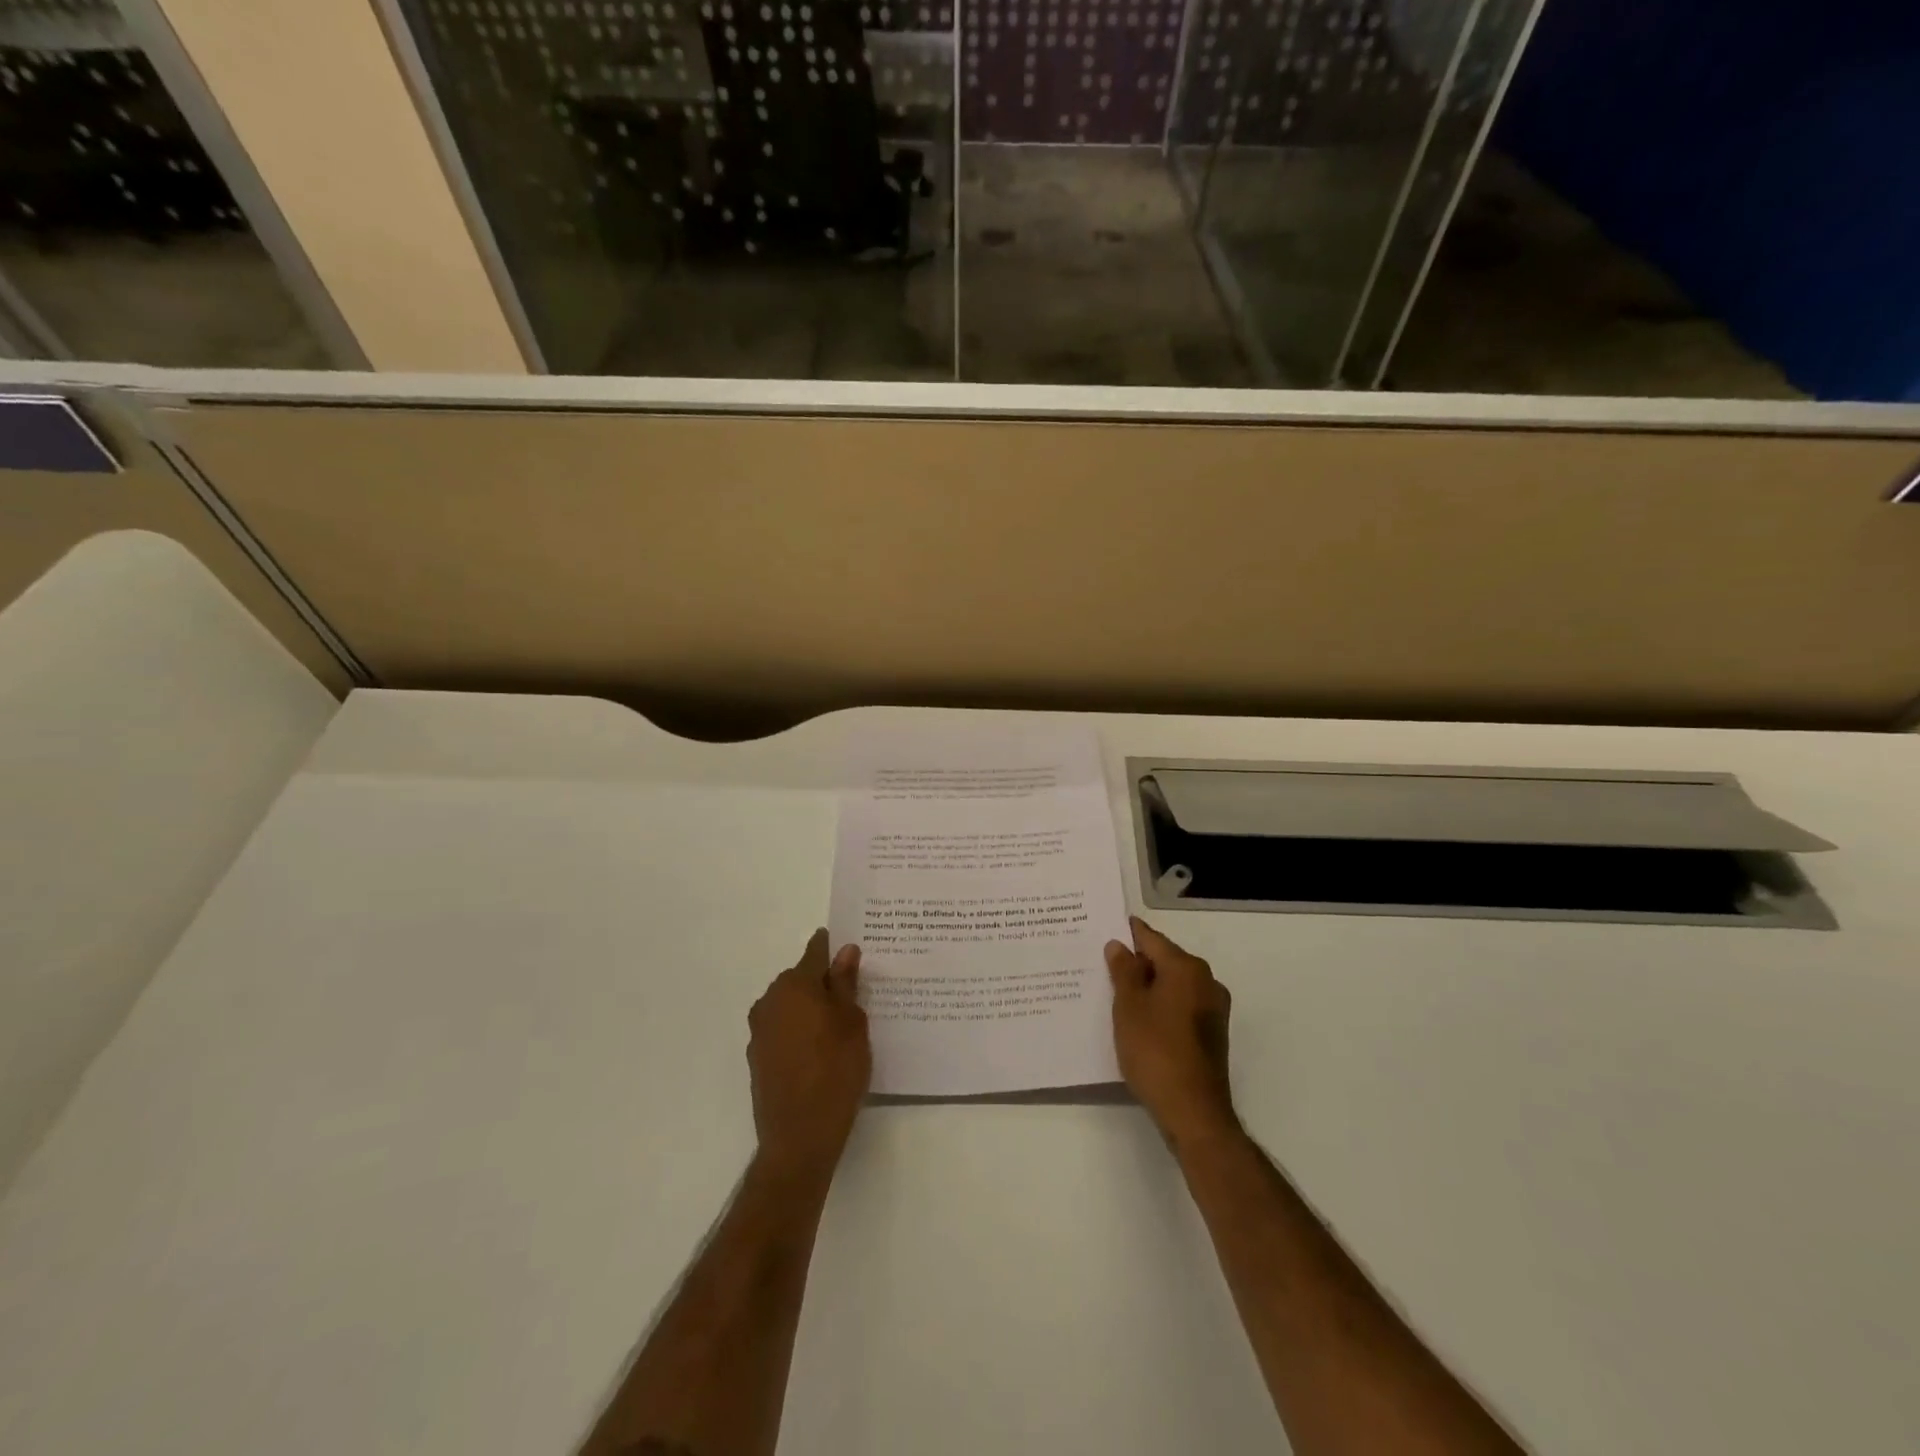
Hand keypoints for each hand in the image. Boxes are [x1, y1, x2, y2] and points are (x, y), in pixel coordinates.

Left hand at [748, 930, 871, 1177]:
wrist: (799, 1137)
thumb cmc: (835, 1070)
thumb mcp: (852, 1022)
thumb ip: (846, 983)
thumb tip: (845, 951)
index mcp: (794, 985)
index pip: (815, 951)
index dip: (833, 947)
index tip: (851, 949)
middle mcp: (770, 1001)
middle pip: (800, 978)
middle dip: (823, 981)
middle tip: (853, 994)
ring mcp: (760, 1031)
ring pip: (790, 1005)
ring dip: (810, 1008)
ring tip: (839, 1026)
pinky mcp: (758, 1057)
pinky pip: (783, 1030)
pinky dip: (800, 1031)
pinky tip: (820, 1050)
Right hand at [1106, 917, 1237, 1144]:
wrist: (1193, 1111)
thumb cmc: (1155, 1050)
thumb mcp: (1129, 1007)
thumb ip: (1124, 971)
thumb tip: (1120, 946)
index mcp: (1187, 968)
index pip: (1152, 939)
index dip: (1128, 934)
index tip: (1106, 930)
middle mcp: (1206, 981)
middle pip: (1165, 961)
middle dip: (1137, 962)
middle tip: (1104, 964)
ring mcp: (1213, 1009)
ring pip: (1173, 985)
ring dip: (1149, 986)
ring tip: (1116, 993)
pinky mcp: (1212, 1034)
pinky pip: (1181, 1006)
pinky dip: (1161, 1006)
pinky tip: (1139, 1019)